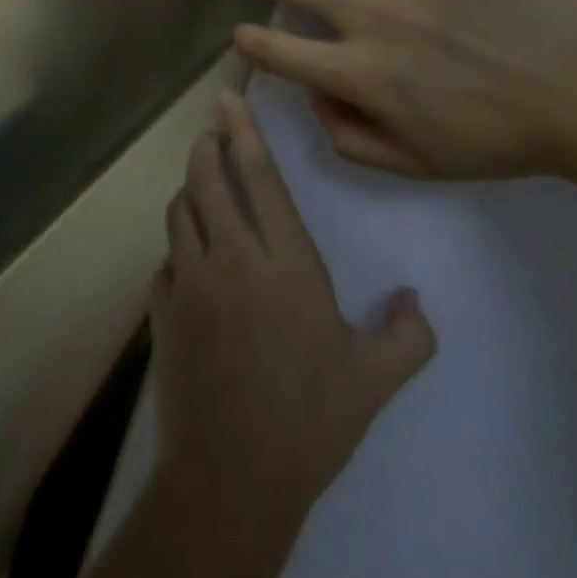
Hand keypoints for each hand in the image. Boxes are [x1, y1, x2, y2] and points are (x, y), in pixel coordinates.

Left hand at [150, 90, 434, 529]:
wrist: (233, 479)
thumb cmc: (311, 422)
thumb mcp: (374, 380)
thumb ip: (407, 335)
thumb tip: (414, 300)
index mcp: (285, 264)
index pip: (259, 178)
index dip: (243, 131)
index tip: (229, 99)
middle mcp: (231, 259)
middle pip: (206, 178)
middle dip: (206, 147)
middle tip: (214, 135)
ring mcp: (189, 282)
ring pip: (178, 211)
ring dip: (189, 191)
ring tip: (203, 190)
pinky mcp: (161, 311)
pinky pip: (165, 261)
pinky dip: (177, 250)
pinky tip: (190, 263)